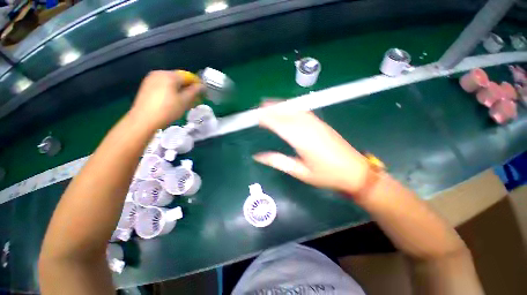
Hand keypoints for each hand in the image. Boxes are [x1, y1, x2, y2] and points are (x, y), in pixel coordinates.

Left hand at [129, 70, 202, 129]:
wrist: (144, 120)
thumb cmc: (168, 110)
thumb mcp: (184, 101)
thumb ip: (194, 91)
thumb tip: (202, 86)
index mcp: (169, 75)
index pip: (188, 76)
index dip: (198, 84)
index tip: (204, 92)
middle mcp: (159, 73)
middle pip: (179, 79)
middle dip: (189, 88)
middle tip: (197, 99)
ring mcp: (151, 79)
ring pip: (171, 83)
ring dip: (181, 91)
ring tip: (187, 101)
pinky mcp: (147, 87)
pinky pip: (164, 86)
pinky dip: (172, 92)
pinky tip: (176, 101)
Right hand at [253, 105, 369, 194]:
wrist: (355, 172)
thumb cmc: (327, 175)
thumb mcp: (300, 172)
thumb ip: (278, 161)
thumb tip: (258, 156)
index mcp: (302, 141)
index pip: (280, 125)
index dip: (267, 119)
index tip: (256, 116)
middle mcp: (309, 128)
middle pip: (286, 114)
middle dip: (271, 109)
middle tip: (258, 107)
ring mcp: (317, 124)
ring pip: (295, 110)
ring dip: (281, 105)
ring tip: (268, 103)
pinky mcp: (322, 123)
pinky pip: (303, 111)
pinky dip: (292, 107)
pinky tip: (287, 108)